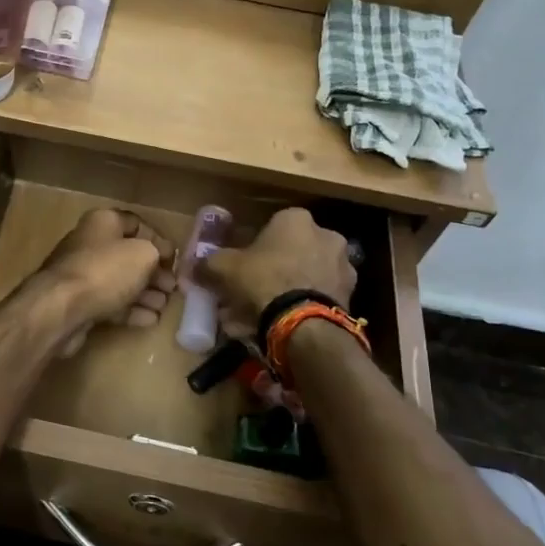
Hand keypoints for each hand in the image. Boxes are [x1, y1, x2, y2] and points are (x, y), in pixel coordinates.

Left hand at [35, 208, 177, 355]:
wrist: (62, 308)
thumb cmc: (105, 270)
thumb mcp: (143, 253)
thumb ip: (157, 252)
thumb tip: (161, 258)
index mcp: (103, 222)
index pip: (136, 224)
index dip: (158, 239)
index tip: (175, 259)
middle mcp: (91, 244)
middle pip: (129, 255)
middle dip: (154, 271)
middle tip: (172, 287)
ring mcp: (83, 275)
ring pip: (121, 281)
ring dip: (146, 293)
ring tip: (165, 305)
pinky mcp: (80, 303)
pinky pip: (111, 303)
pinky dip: (132, 310)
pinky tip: (151, 319)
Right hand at [196, 208, 355, 339]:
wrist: (304, 325)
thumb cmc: (263, 280)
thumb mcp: (224, 268)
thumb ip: (209, 264)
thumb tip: (194, 266)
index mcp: (296, 219)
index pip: (272, 226)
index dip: (253, 247)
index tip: (241, 266)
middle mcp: (326, 235)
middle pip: (291, 251)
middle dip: (272, 270)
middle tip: (250, 292)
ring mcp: (343, 267)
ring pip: (305, 276)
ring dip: (286, 290)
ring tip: (262, 316)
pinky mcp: (350, 297)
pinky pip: (316, 298)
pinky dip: (300, 308)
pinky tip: (280, 326)